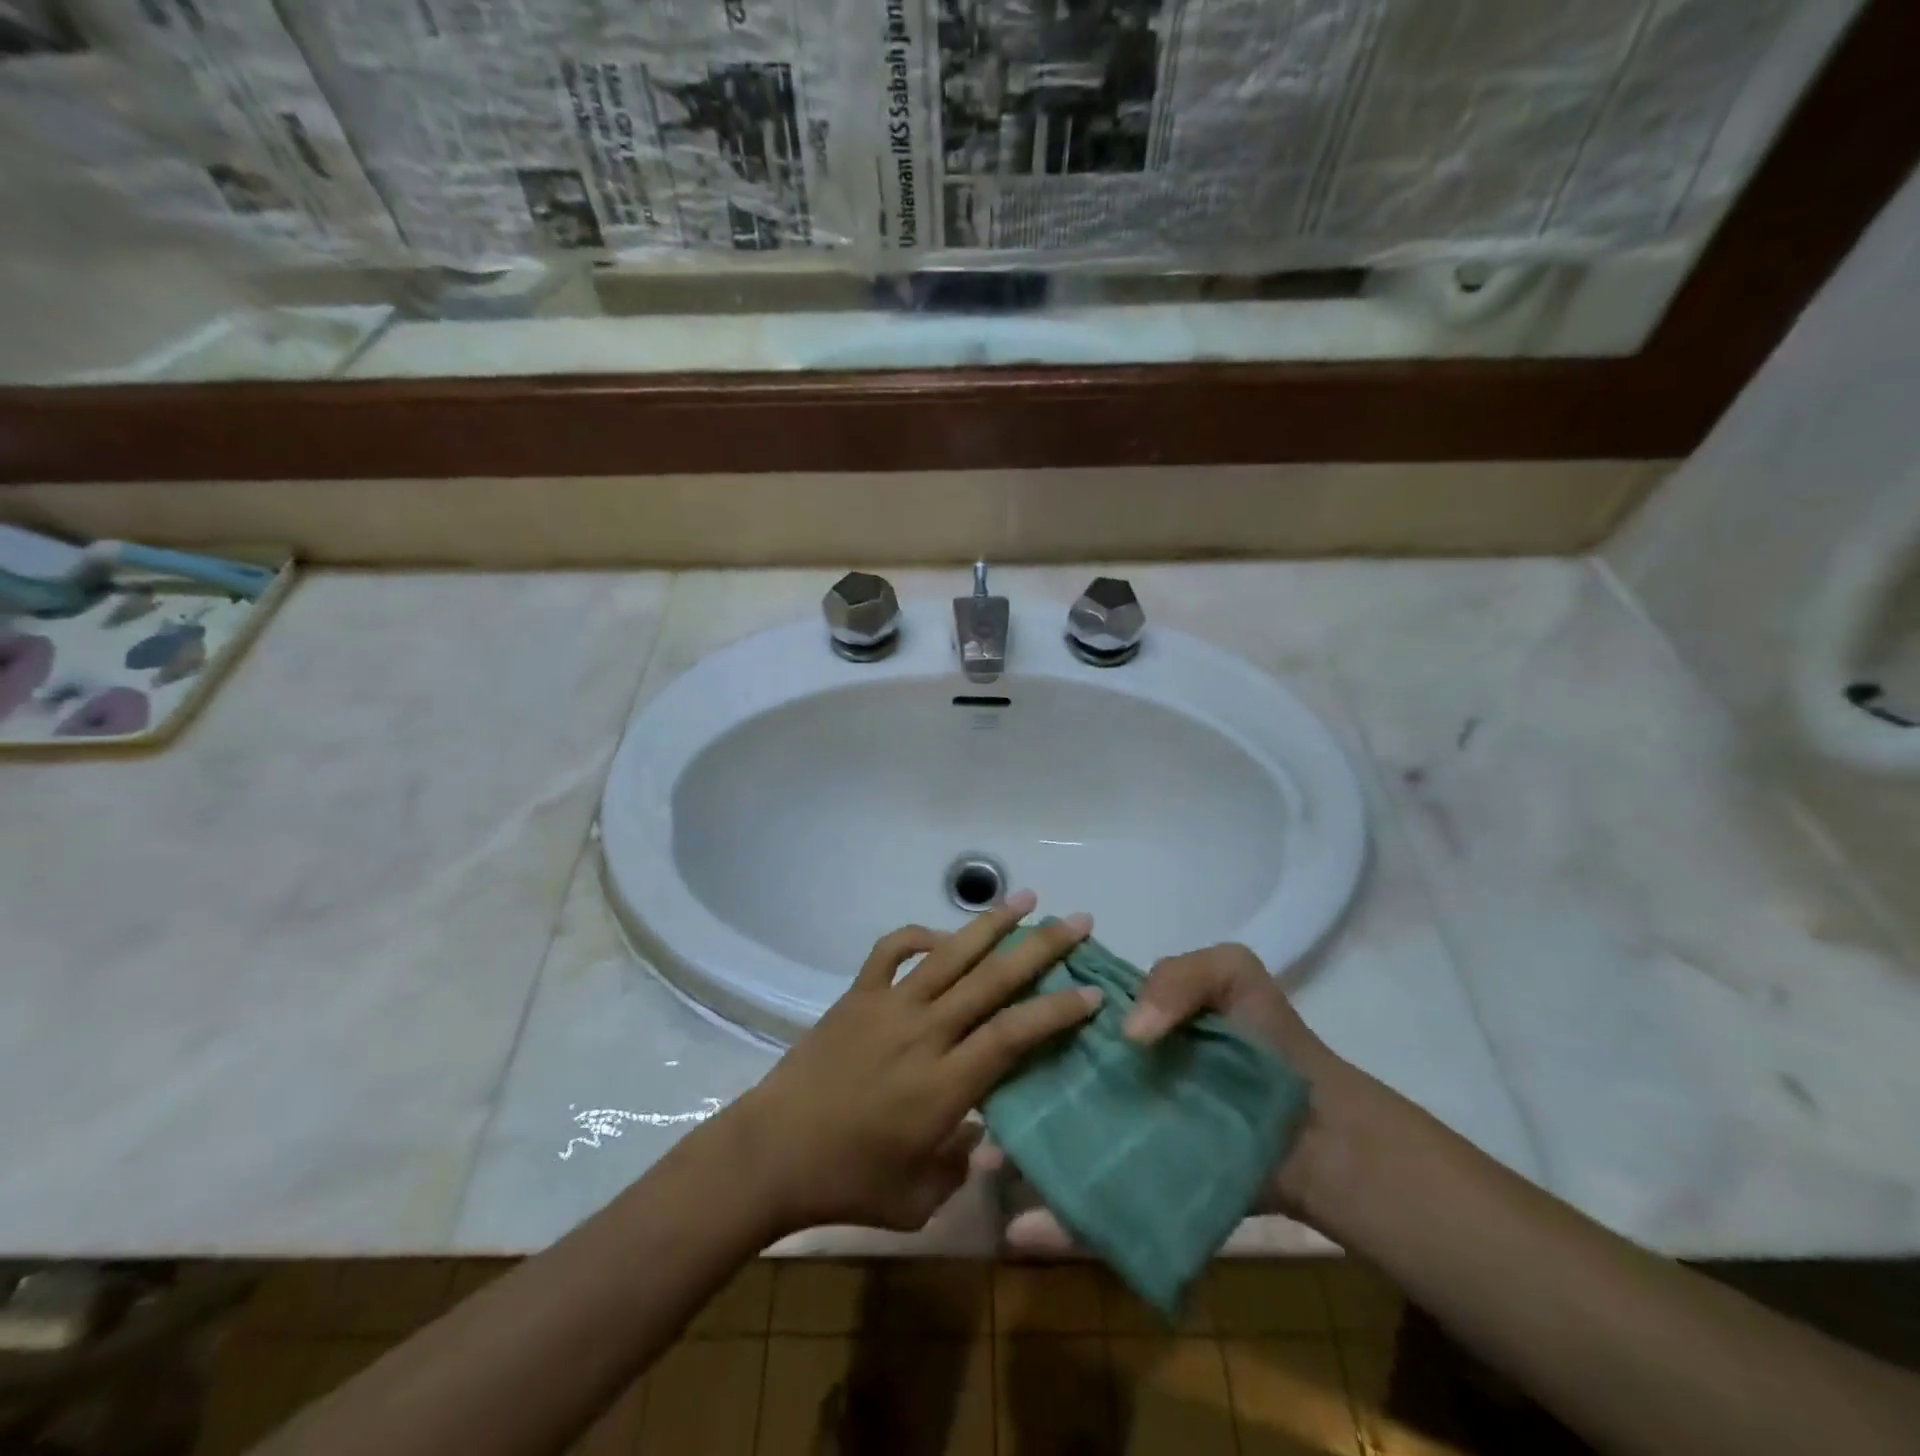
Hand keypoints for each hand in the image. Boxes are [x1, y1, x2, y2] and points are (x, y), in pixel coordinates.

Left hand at [730, 893, 1100, 1236]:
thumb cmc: (848, 1184)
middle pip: (992, 980)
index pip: (1014, 1035)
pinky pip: (893, 950)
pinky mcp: (858, 995)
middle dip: (1041, 948)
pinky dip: (920, 933)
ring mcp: (889, 1006)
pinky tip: (942, 934)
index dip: (1057, 1011)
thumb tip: (990, 1134)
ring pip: (950, 953)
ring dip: (991, 924)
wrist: (771, 1154)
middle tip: (1078, 922)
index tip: (1092, 992)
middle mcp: (924, 1033)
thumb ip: (963, 1165)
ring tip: (1026, 898)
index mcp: (945, 1085)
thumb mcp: (919, 1200)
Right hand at [980, 942, 1359, 1249]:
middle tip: (972, 1101)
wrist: (1320, 1131)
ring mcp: (1119, 1133)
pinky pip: (1092, 1207)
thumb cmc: (1268, 1041)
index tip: (982, 1021)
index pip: (1058, 1014)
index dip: (1021, 1014)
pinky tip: (1019, 1232)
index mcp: (1120, 1024)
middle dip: (1004, 1087)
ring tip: (983, 1162)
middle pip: (1045, 1078)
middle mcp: (1109, 1076)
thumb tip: (1129, 1033)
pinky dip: (1056, 1222)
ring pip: (1055, 1141)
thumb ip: (1176, 977)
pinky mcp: (1137, 1188)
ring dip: (1014, 1153)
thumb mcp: (1229, 974)